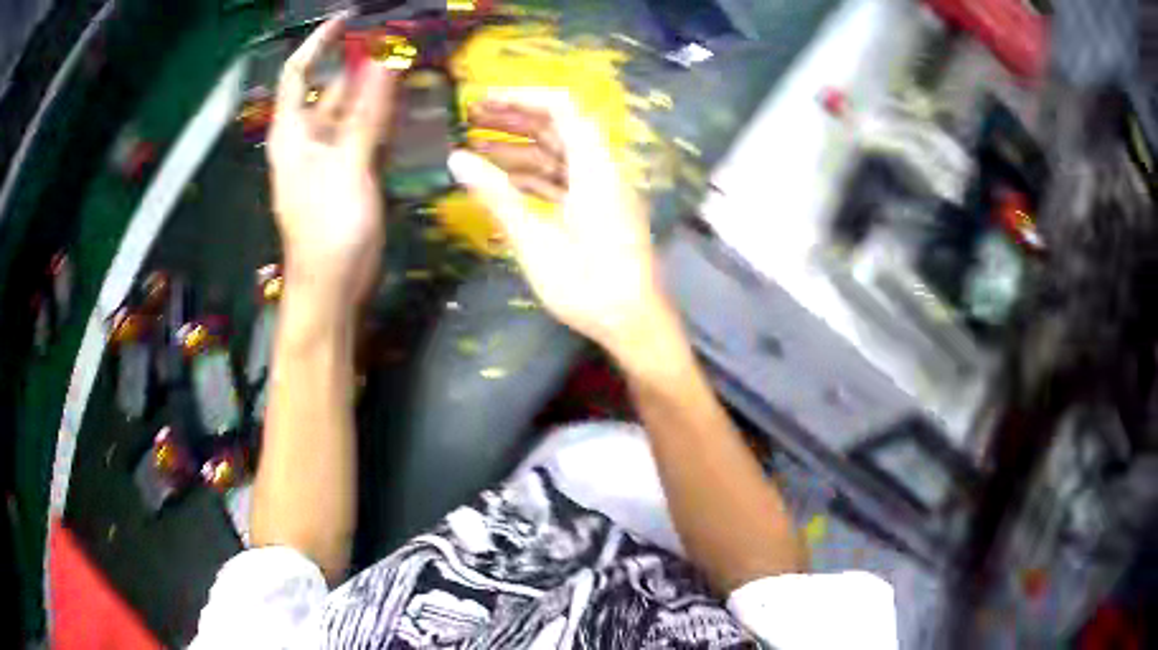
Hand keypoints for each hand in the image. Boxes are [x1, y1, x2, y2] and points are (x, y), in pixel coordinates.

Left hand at [268, 16, 397, 308]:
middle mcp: (307, 138)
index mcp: (292, 132)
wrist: (333, 286)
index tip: (348, 19)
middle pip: (330, 88)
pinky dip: (381, 119)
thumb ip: (366, 113)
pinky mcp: (347, 172)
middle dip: (359, 64)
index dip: (319, 42)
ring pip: (351, 111)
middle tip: (399, 42)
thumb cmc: (329, 229)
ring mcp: (328, 155)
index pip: (298, 73)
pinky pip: (363, 134)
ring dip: (375, 91)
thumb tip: (385, 62)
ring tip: (410, 66)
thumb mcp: (347, 166)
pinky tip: (405, 108)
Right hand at [448, 91, 676, 363]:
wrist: (634, 323)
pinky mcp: (597, 210)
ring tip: (473, 149)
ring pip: (557, 155)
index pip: (561, 107)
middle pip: (557, 127)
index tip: (482, 102)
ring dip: (518, 148)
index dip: (521, 98)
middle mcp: (601, 169)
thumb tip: (455, 158)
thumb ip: (496, 195)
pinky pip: (561, 180)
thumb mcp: (535, 240)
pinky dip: (531, 176)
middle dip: (513, 119)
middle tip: (469, 120)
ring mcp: (601, 190)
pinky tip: (500, 181)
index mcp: (594, 167)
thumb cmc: (588, 285)